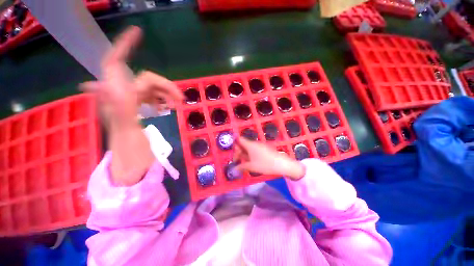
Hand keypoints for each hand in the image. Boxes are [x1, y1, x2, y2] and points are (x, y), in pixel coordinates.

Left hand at [80, 26, 183, 127]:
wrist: (129, 141)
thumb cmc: (124, 132)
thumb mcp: (119, 118)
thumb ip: (111, 103)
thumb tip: (90, 84)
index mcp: (116, 88)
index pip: (115, 59)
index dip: (125, 44)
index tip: (138, 32)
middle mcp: (123, 87)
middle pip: (148, 78)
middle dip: (166, 87)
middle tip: (180, 98)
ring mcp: (133, 93)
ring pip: (154, 86)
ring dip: (167, 94)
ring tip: (176, 105)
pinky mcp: (140, 98)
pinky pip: (154, 94)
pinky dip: (162, 99)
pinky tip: (165, 108)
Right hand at [233, 137, 305, 179]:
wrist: (282, 164)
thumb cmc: (265, 164)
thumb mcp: (251, 166)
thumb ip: (241, 167)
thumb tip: (234, 169)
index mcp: (250, 145)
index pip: (239, 139)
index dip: (234, 145)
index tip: (234, 155)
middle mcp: (254, 143)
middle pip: (243, 144)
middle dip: (239, 152)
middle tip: (238, 161)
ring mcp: (260, 146)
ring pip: (249, 148)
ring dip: (244, 154)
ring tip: (244, 164)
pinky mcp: (264, 149)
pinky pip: (254, 150)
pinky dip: (250, 155)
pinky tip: (252, 162)